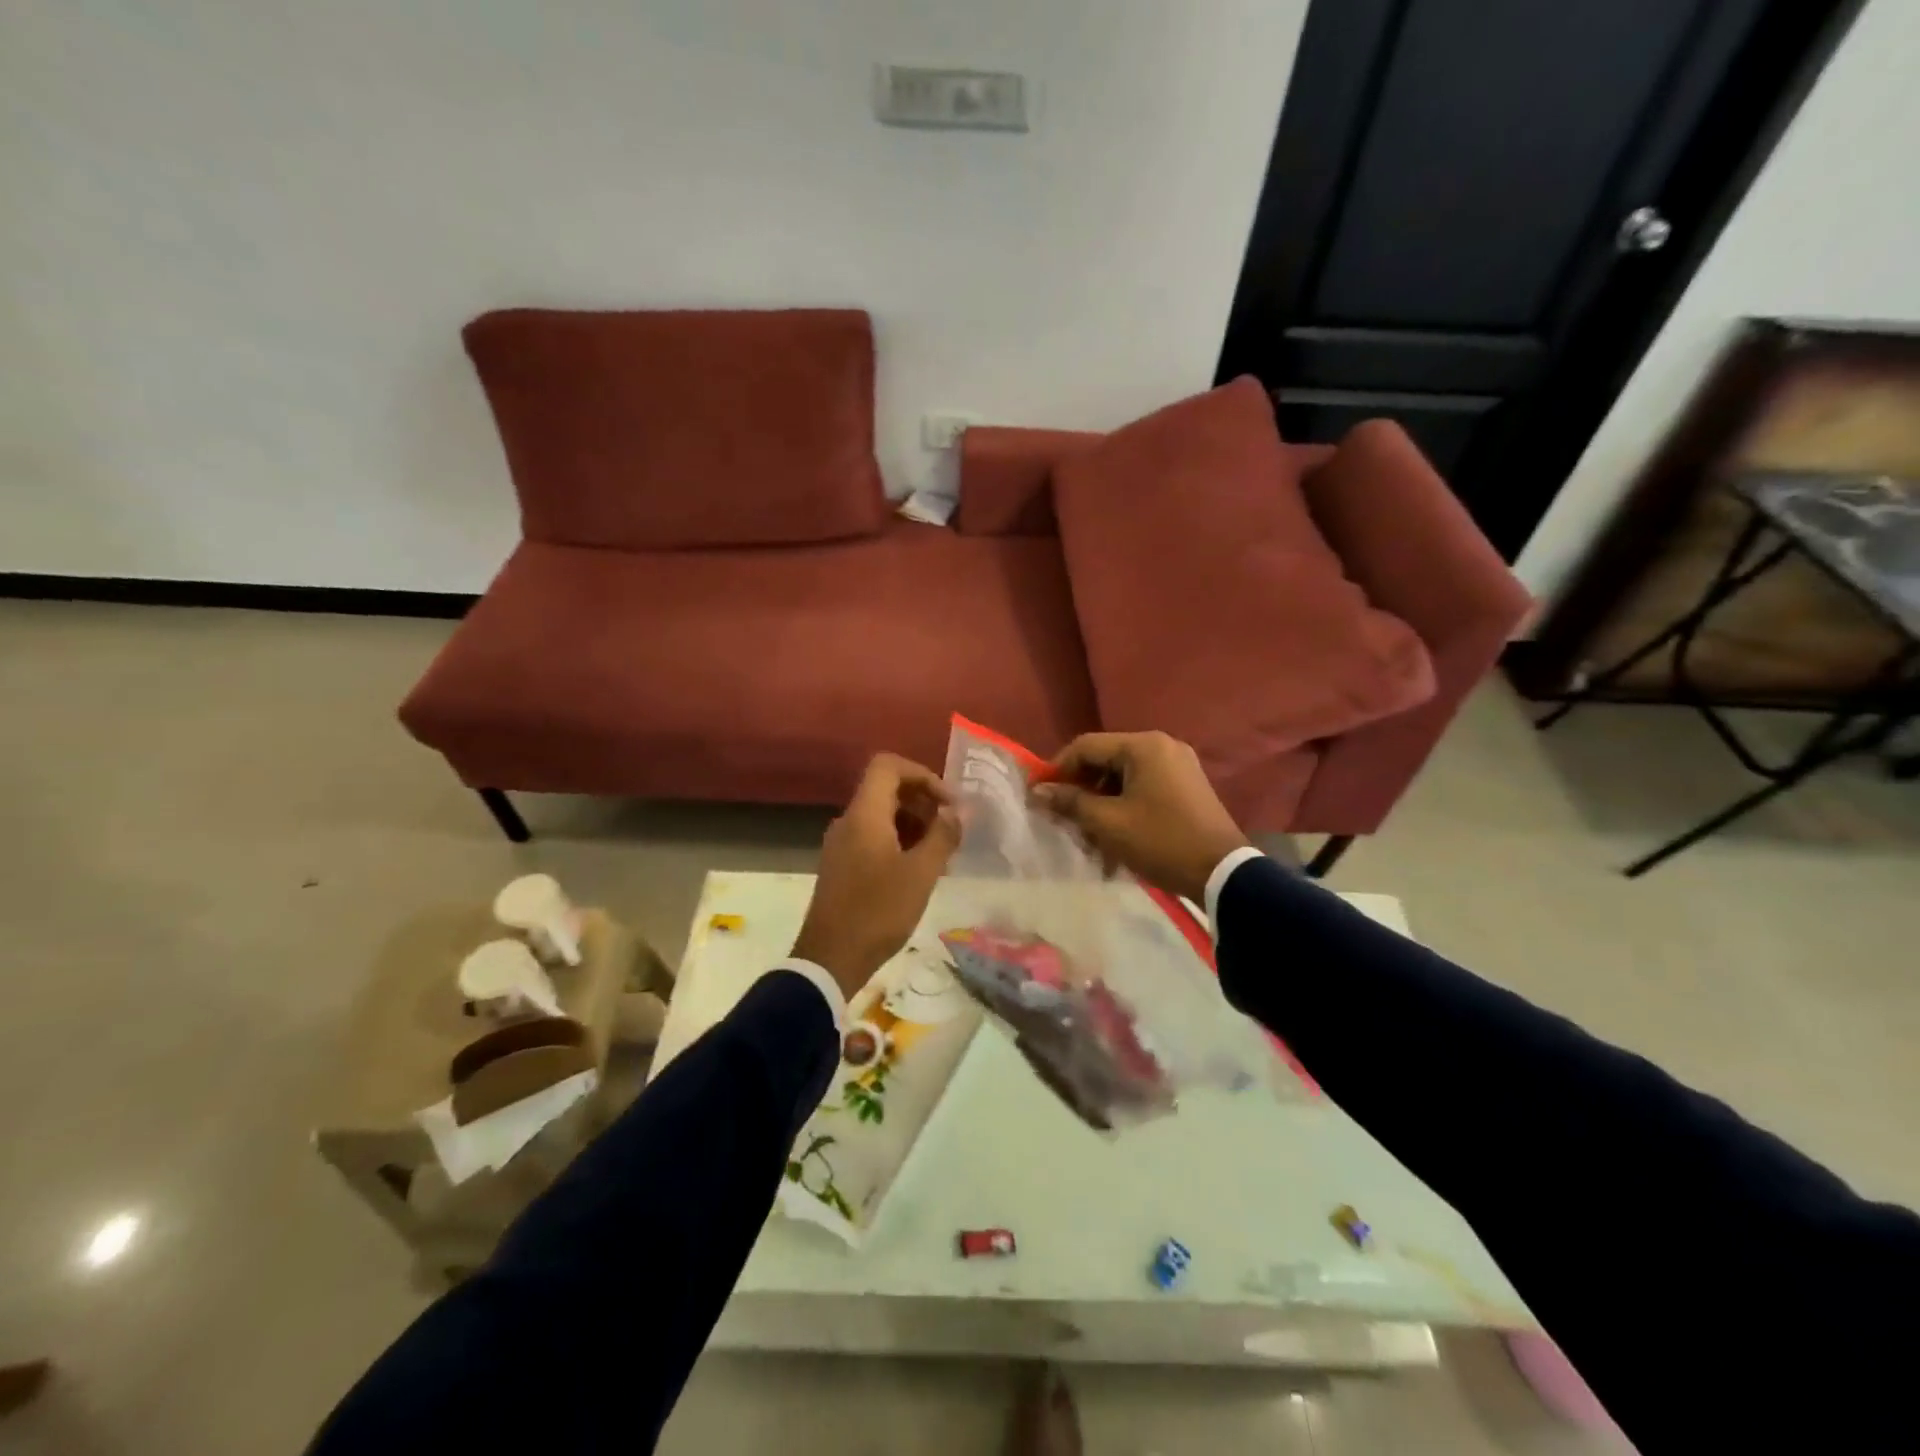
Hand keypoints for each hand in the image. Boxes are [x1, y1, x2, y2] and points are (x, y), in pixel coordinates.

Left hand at [792, 753, 960, 999]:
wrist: (830, 959)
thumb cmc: (878, 911)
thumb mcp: (921, 874)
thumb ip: (943, 836)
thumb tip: (958, 811)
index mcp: (864, 814)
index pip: (888, 766)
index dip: (922, 774)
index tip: (948, 802)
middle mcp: (849, 821)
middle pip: (886, 789)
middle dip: (923, 802)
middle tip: (951, 830)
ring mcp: (841, 844)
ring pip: (881, 815)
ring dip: (914, 824)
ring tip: (941, 853)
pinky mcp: (841, 865)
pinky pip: (873, 837)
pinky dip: (899, 841)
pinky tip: (919, 870)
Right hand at [1031, 731, 1249, 904]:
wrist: (1222, 873)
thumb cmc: (1160, 841)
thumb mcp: (1108, 823)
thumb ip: (1070, 802)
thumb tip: (1037, 792)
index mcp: (1143, 746)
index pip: (1085, 746)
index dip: (1057, 769)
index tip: (1039, 795)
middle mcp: (1162, 746)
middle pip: (1105, 760)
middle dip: (1080, 789)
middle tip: (1062, 817)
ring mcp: (1178, 765)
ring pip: (1123, 777)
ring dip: (1100, 802)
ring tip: (1088, 834)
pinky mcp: (1187, 786)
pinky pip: (1143, 787)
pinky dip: (1123, 806)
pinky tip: (1114, 835)